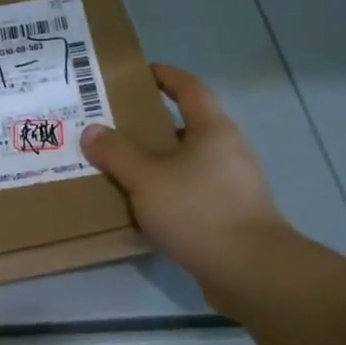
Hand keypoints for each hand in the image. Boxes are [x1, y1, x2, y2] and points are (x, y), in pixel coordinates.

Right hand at [80, 63, 287, 303]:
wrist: (252, 272)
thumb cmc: (199, 211)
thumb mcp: (146, 179)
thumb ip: (117, 153)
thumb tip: (92, 130)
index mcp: (213, 129)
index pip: (189, 88)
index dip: (165, 76)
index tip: (139, 72)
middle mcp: (228, 150)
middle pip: (186, 125)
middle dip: (151, 124)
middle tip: (114, 126)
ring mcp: (234, 184)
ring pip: (188, 162)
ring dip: (158, 162)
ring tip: (121, 167)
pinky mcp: (232, 215)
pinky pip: (193, 191)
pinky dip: (168, 191)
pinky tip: (143, 206)